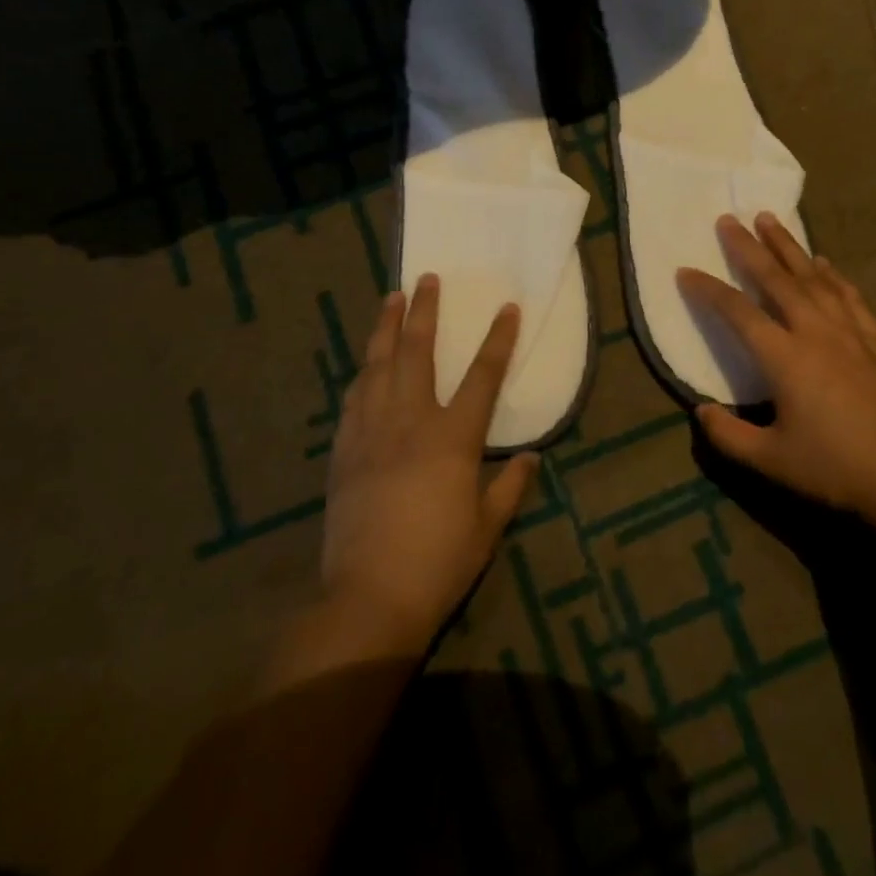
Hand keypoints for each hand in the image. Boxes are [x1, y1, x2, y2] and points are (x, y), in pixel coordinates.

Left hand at [320, 275, 539, 652]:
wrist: (367, 597)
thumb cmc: (437, 564)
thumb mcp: (486, 529)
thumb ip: (510, 487)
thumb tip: (532, 457)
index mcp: (453, 438)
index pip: (483, 376)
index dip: (498, 340)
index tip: (507, 308)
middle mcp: (411, 421)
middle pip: (418, 352)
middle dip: (425, 312)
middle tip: (427, 278)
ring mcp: (372, 432)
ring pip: (378, 365)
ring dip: (386, 328)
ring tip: (391, 299)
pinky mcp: (344, 450)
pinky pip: (353, 398)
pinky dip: (363, 372)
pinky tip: (365, 363)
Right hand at [678, 213, 875, 535]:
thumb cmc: (836, 469)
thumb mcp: (771, 462)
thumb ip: (728, 436)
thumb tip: (701, 411)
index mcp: (786, 358)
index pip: (737, 312)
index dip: (708, 290)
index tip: (685, 270)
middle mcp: (816, 333)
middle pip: (776, 279)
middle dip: (749, 247)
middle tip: (729, 219)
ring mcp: (851, 333)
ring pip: (814, 278)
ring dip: (789, 247)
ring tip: (771, 220)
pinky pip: (850, 297)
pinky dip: (834, 276)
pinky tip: (824, 263)